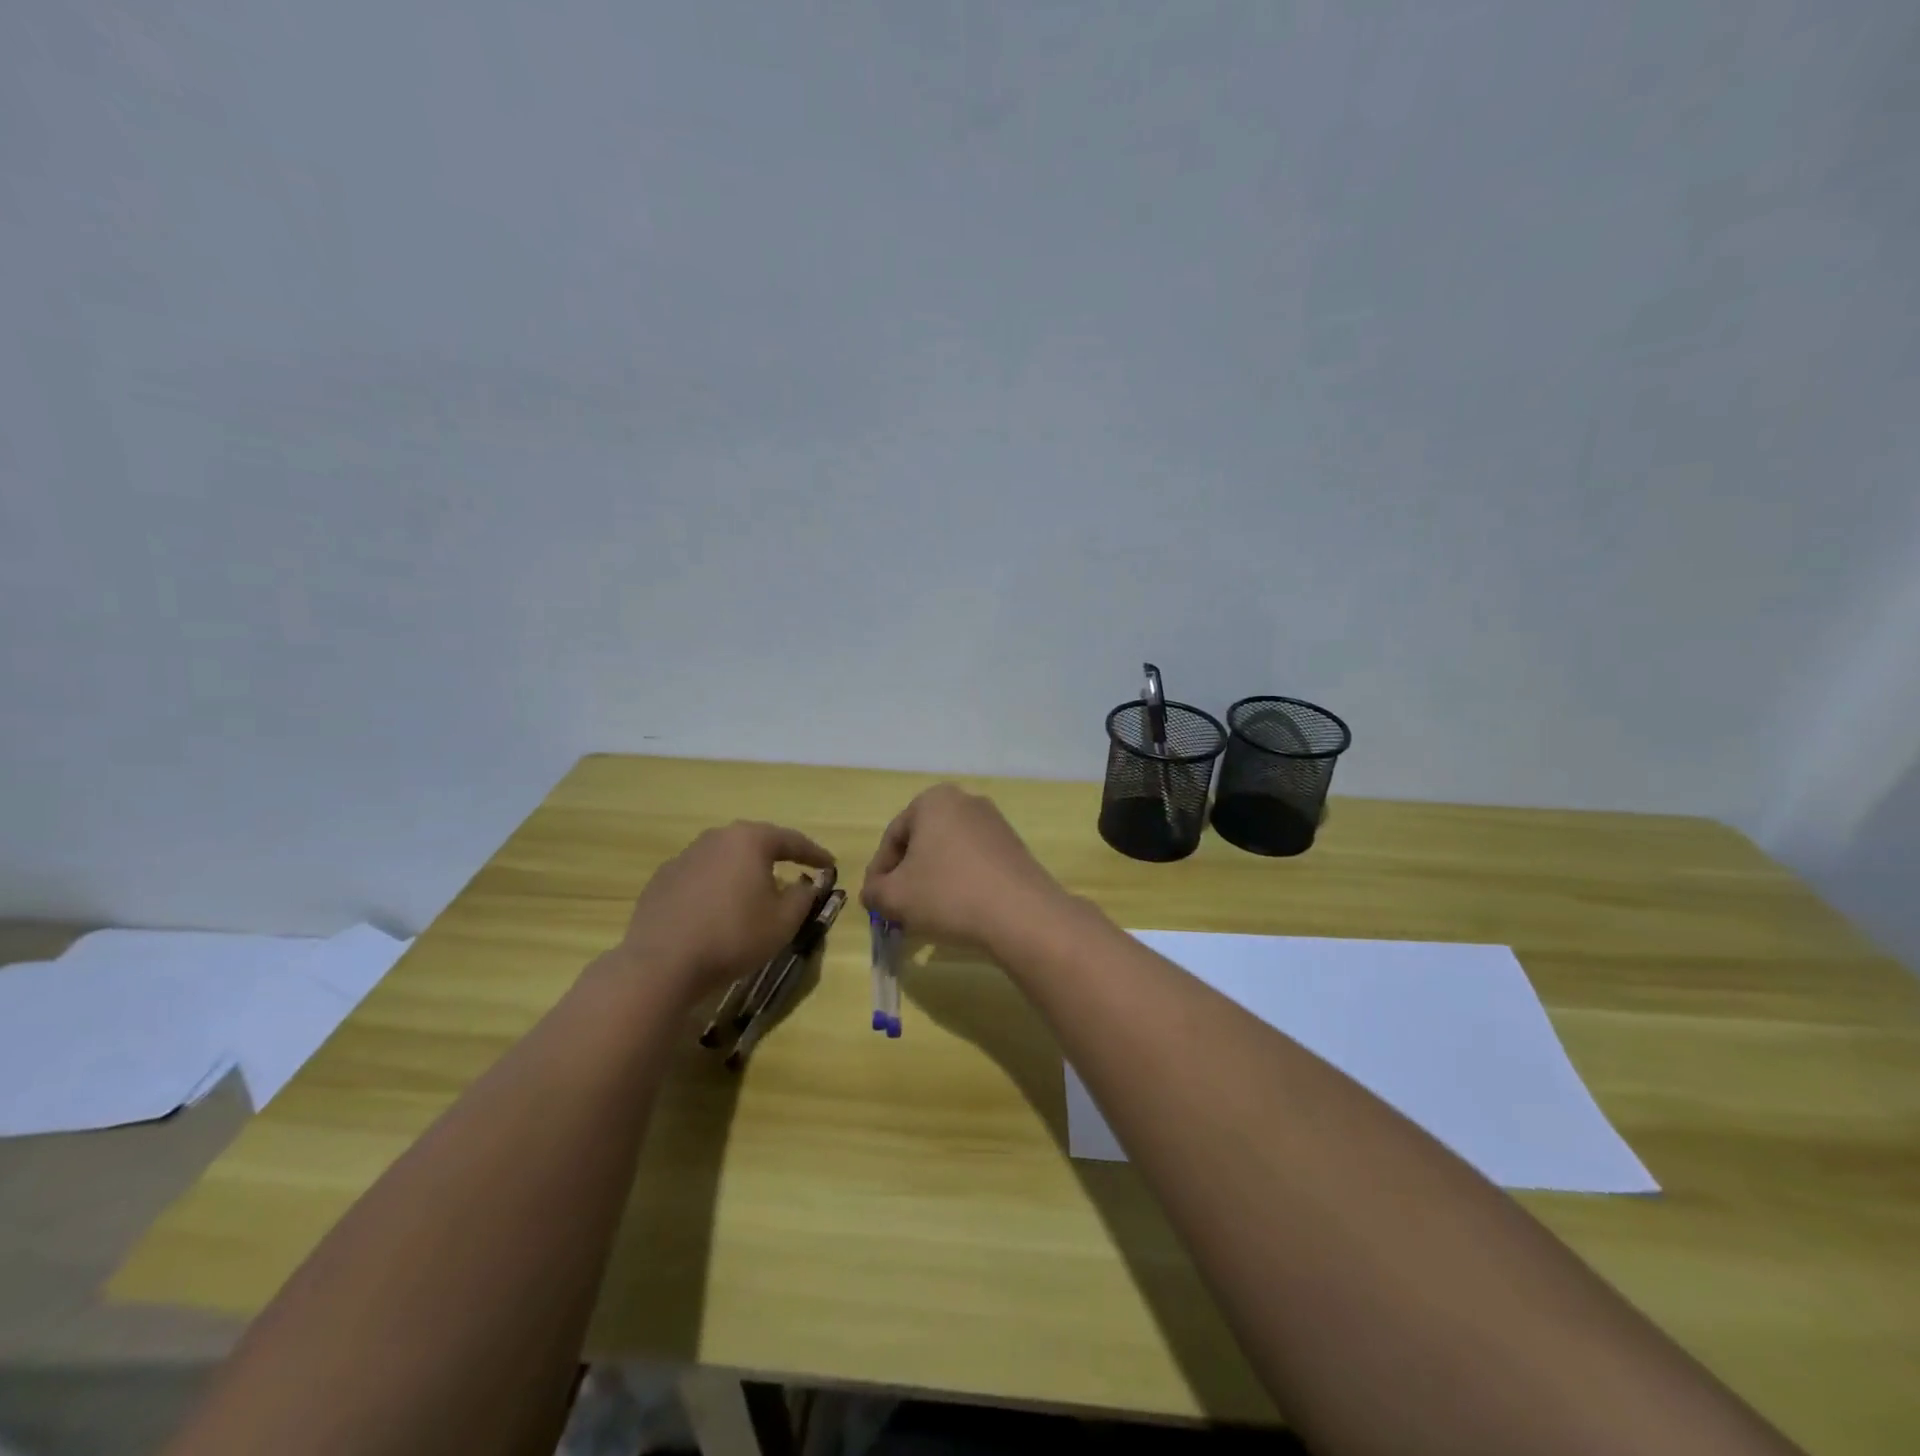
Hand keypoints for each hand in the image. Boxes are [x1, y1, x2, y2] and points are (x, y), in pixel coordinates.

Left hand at [613, 820, 833, 1000]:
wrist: (662, 964)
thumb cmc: (734, 936)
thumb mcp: (784, 921)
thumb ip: (804, 896)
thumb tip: (806, 883)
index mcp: (749, 840)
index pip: (791, 840)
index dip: (814, 853)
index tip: (830, 865)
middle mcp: (715, 838)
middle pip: (755, 843)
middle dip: (777, 857)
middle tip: (794, 870)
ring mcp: (684, 857)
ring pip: (725, 859)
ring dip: (744, 872)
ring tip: (756, 892)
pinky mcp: (662, 880)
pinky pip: (701, 877)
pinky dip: (717, 888)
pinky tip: (719, 910)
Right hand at [860, 784, 1067, 950]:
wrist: (1022, 914)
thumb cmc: (948, 895)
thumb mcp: (895, 897)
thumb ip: (874, 891)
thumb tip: (873, 892)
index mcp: (933, 800)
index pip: (892, 837)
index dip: (879, 872)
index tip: (875, 901)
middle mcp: (966, 801)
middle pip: (922, 842)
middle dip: (907, 875)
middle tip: (899, 908)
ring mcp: (995, 822)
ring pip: (949, 853)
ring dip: (934, 880)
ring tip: (929, 913)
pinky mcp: (1014, 846)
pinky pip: (975, 862)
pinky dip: (961, 882)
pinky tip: (960, 910)